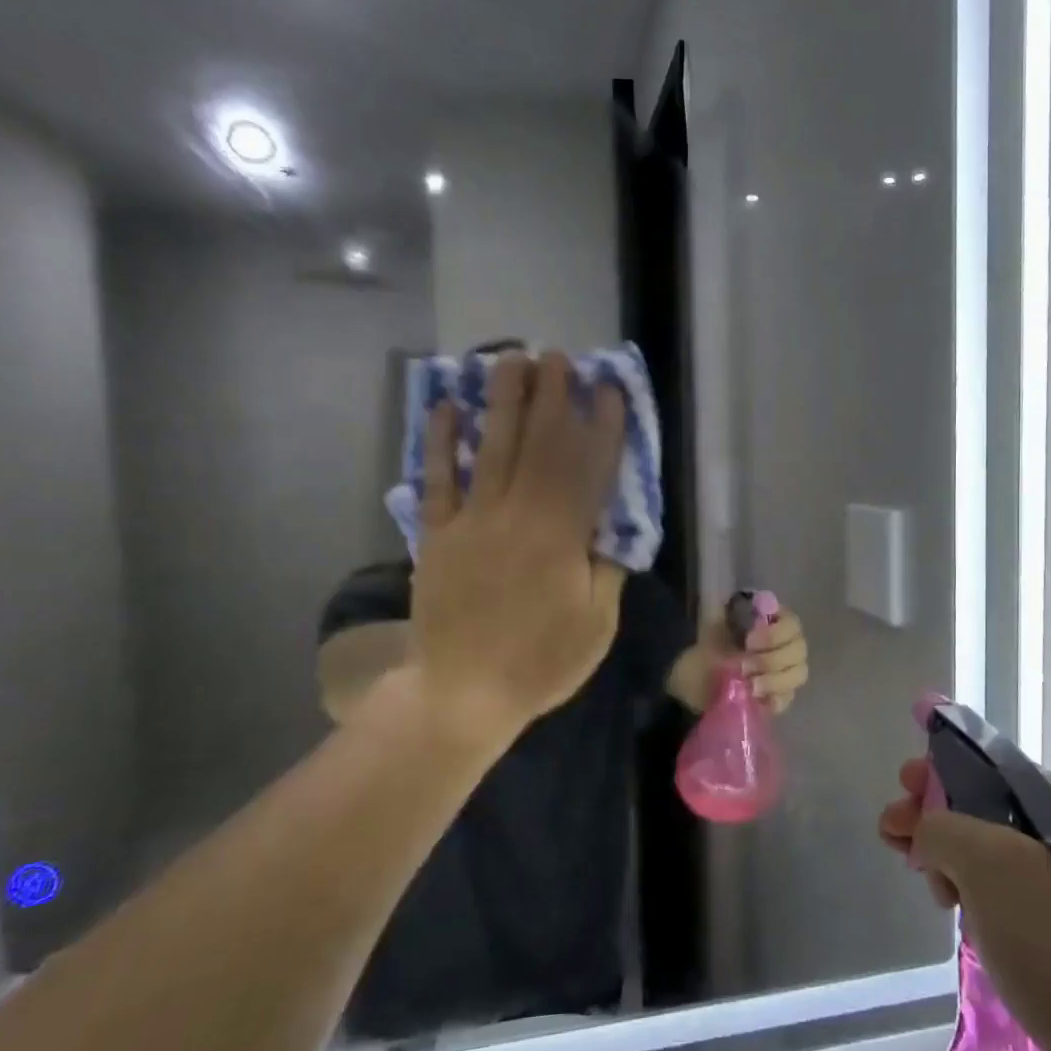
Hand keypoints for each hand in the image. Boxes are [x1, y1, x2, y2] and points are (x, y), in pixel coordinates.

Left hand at [399, 351, 627, 749]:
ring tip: (512, 360)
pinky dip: (442, 442)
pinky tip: (447, 407)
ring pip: (493, 448)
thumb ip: (607, 571)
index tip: (609, 391)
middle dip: (553, 397)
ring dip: (504, 402)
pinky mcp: (437, 534)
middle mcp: (519, 516)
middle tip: (559, 357)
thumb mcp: (596, 626)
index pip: (589, 469)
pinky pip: (438, 479)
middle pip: (539, 444)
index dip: (602, 427)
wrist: (461, 694)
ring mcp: (473, 521)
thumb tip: (613, 529)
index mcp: (563, 538)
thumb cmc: (538, 663)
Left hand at [672, 602, 809, 713]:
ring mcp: (785, 673)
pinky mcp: (779, 697)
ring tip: (749, 686)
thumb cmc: (706, 652)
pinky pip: (788, 698)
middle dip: (772, 659)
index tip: (749, 641)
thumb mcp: (711, 628)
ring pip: (798, 674)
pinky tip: (756, 699)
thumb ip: (725, 611)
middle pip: (799, 650)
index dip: (776, 633)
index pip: (792, 624)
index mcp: (770, 623)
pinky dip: (774, 699)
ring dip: (774, 680)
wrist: (691, 687)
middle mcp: (784, 646)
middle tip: (744, 666)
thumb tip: (732, 597)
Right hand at [878, 761, 1050, 1050]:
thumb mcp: (989, 864)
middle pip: (987, 810)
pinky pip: (1010, 896)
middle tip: (894, 838)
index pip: (990, 766)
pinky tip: (960, 918)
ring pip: (994, 856)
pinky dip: (977, 898)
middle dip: (937, 820)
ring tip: (930, 889)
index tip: (901, 789)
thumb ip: (942, 827)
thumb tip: (924, 833)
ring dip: (952, 863)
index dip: (939, 772)